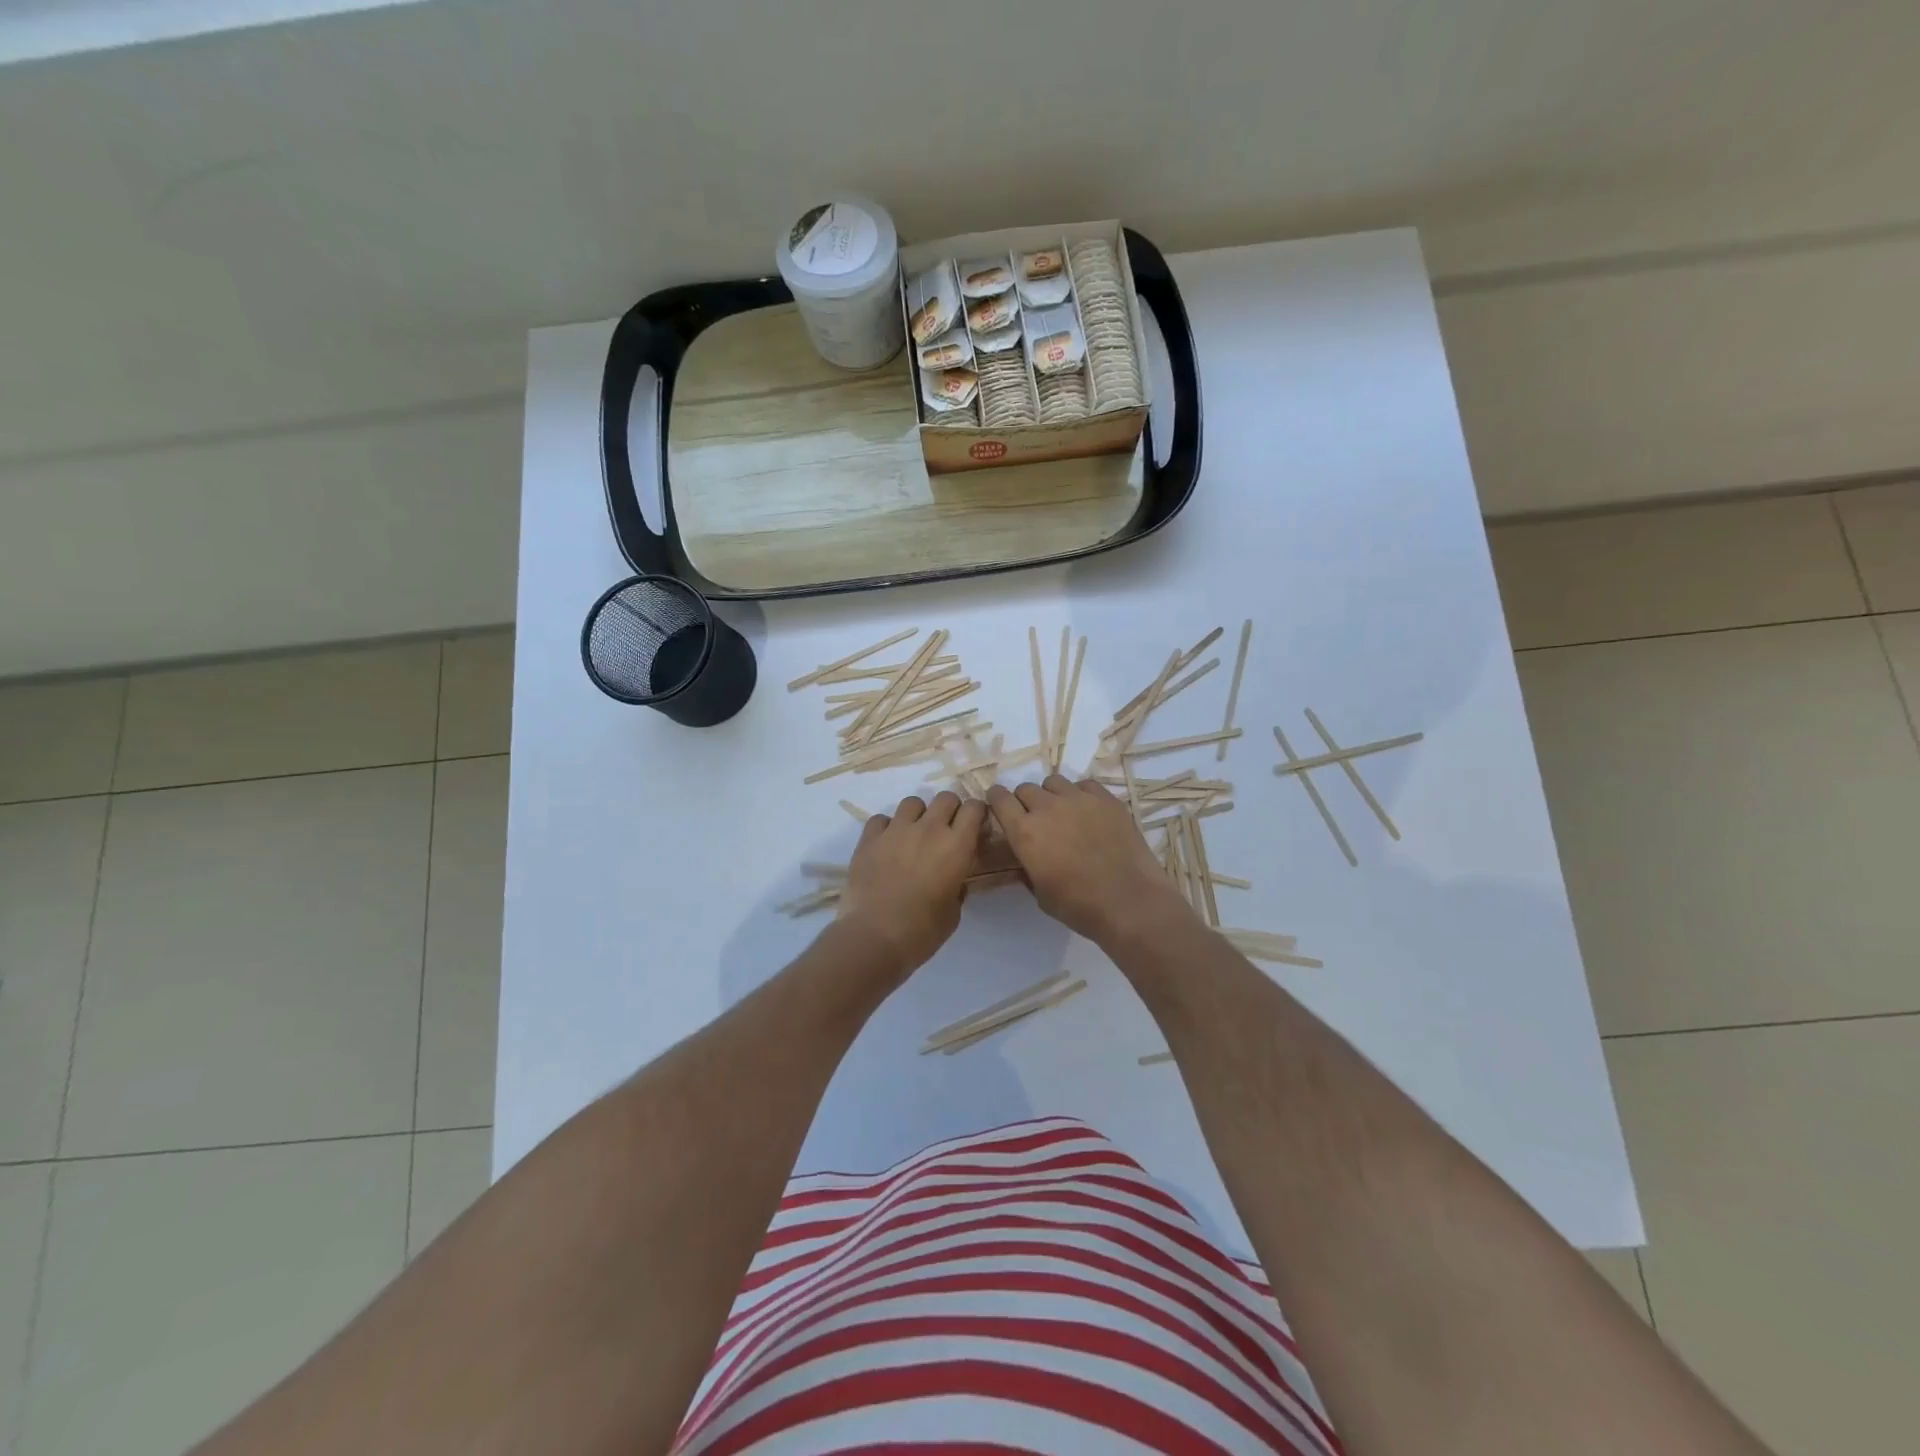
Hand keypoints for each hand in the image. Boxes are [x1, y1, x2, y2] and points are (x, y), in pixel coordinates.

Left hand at [835, 791, 988, 979]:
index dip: (976, 814)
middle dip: (949, 810)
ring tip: (913, 835)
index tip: (974, 827)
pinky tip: (886, 845)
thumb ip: (957, 885)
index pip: (974, 808)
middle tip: (945, 831)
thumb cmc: (922, 931)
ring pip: (913, 802)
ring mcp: (896, 830)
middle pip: (945, 798)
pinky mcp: (869, 838)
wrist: (874, 936)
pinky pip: (881, 819)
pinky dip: (886, 827)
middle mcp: (929, 829)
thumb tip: (953, 878)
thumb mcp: (953, 911)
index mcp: (956, 846)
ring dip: (918, 815)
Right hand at [986, 776, 1193, 944]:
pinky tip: (1089, 813)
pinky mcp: (1106, 799)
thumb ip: (1028, 867)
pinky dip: (1080, 795)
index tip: (1000, 806)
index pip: (999, 798)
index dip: (997, 800)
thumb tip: (1026, 856)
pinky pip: (1084, 785)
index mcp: (1025, 832)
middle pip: (1026, 788)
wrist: (1130, 902)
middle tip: (1036, 819)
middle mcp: (1047, 808)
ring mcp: (1079, 799)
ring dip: (1052, 795)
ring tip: (1063, 813)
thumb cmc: (1079, 906)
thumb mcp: (1040, 893)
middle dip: (1025, 801)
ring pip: (1054, 782)